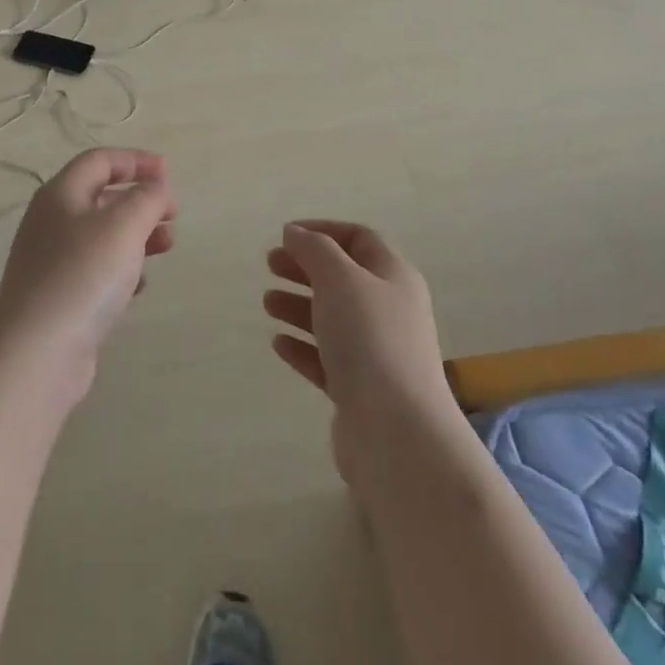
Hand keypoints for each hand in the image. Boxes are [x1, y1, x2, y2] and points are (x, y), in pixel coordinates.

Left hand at [0, 149, 176, 396]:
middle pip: (101, 197)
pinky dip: (122, 269)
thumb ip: (146, 198)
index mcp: (61, 193)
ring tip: (167, 246)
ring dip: (137, 235)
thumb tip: (156, 186)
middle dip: (140, 200)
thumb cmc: (83, 275)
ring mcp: (52, 261)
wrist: (36, 354)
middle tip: (172, 215)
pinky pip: (96, 270)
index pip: (99, 160)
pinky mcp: (59, 297)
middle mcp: (52, 221)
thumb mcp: (124, 225)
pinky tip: (139, 286)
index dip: (135, 160)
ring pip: (102, 235)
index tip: (168, 173)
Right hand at [264, 221, 450, 478]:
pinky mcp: (360, 391)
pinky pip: (327, 359)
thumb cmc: (370, 339)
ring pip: (332, 318)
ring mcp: (376, 353)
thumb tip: (295, 233)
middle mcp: (389, 310)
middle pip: (342, 278)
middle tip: (270, 265)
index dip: (322, 231)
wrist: (397, 433)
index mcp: (393, 277)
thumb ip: (314, 249)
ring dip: (298, 306)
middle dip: (305, 268)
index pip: (359, 239)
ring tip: (267, 304)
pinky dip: (302, 347)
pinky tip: (279, 343)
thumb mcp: (339, 278)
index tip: (285, 235)